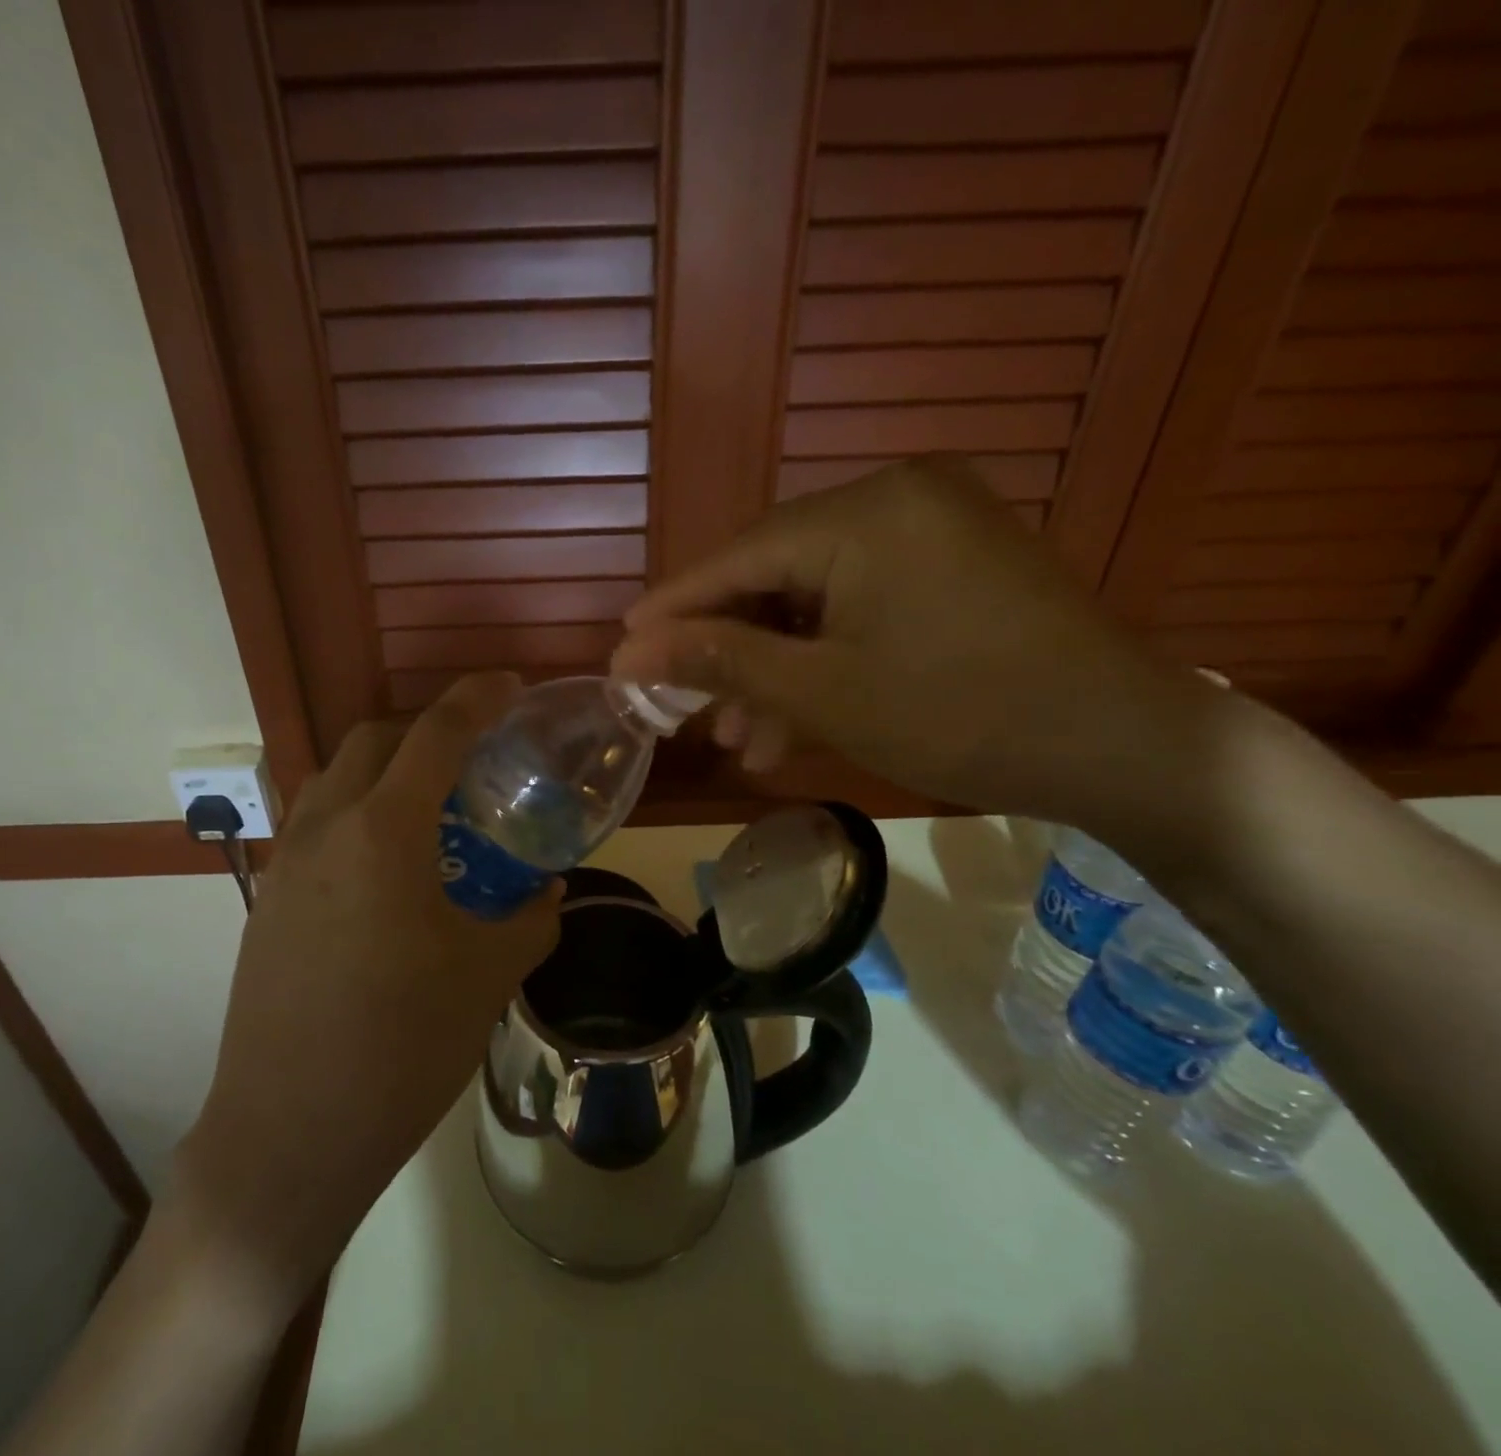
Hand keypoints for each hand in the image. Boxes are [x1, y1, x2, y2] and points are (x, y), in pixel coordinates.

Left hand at [171, 673, 561, 1309]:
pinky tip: (387, 868)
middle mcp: (325, 828)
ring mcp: (286, 863)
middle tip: (473, 756)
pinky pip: (315, 824)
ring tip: (430, 809)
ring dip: (384, 770)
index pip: (435, 734)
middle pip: (373, 740)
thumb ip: (530, 919)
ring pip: (334, 778)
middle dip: (426, 729)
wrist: (290, 1133)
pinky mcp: (266, 900)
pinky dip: (355, 813)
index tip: (509, 685)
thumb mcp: (488, 976)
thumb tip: (549, 891)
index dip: (476, 698)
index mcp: (383, 832)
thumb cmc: (402, 1046)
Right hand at [609, 455, 1208, 823]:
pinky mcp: (953, 562)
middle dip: (729, 652)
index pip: (737, 558)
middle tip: (688, 711)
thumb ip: (722, 660)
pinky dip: (824, 657)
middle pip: (773, 576)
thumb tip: (632, 650)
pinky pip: (859, 603)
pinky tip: (797, 719)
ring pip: (815, 598)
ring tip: (744, 740)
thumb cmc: (960, 715)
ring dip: (775, 667)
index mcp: (863, 514)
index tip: (622, 651)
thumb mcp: (823, 693)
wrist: (1123, 745)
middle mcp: (895, 498)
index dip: (674, 610)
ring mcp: (931, 528)